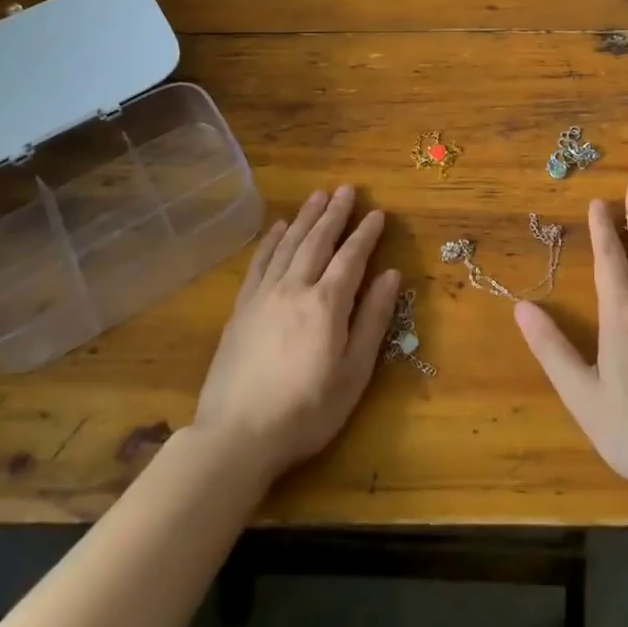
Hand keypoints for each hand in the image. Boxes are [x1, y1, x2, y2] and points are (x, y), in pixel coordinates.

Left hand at [193, 186, 401, 480]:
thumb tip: (391, 275)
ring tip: (318, 195)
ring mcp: (264, 296)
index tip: (377, 212)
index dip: (366, 233)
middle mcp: (295, 288)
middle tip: (347, 189)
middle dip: (335, 213)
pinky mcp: (241, 308)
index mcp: (327, 304)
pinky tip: (279, 227)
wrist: (236, 437)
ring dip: (306, 218)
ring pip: (289, 244)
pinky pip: (259, 263)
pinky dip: (271, 241)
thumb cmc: (306, 411)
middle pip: (318, 241)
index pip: (351, 257)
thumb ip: (373, 320)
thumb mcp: (353, 373)